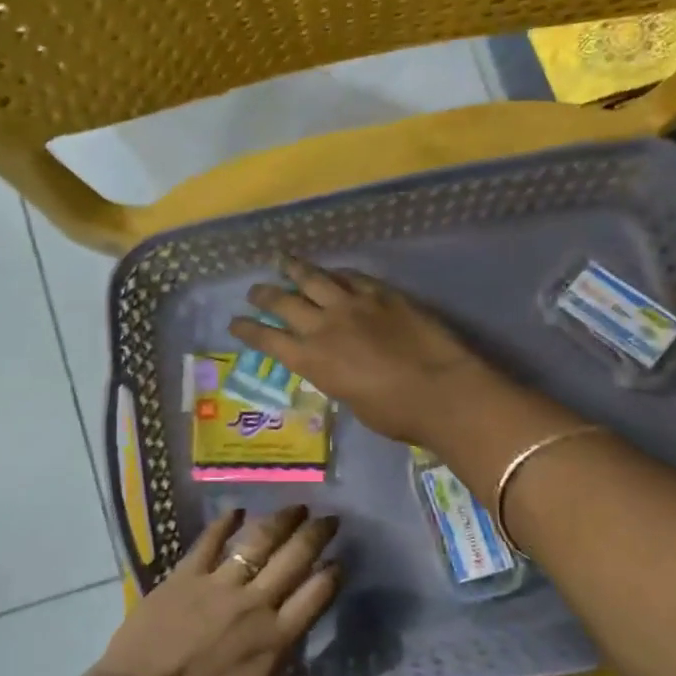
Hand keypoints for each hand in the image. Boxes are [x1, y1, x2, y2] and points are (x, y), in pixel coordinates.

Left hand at [92, 505, 355, 675]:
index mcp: (274, 641)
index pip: (315, 595)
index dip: (332, 574)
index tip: (341, 559)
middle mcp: (252, 604)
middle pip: (293, 559)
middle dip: (316, 534)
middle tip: (331, 517)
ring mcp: (216, 585)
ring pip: (257, 542)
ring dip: (280, 521)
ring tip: (297, 506)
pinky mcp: (183, 576)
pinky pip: (208, 541)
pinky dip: (224, 523)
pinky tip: (236, 511)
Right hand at [230, 255, 496, 446]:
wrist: (441, 391)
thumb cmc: (395, 414)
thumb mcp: (351, 401)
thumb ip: (336, 377)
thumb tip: (336, 365)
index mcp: (312, 360)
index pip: (268, 340)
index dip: (248, 330)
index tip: (234, 322)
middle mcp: (325, 326)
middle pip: (285, 302)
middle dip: (264, 295)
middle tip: (254, 290)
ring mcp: (354, 305)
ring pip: (315, 278)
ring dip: (294, 269)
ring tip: (281, 260)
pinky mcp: (383, 295)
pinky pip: (353, 277)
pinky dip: (337, 273)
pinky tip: (333, 271)